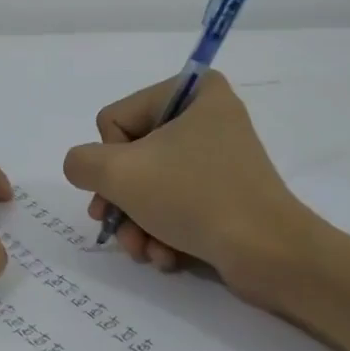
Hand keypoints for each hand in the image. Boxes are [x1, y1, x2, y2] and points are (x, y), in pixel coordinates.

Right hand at [62, 71, 315, 301]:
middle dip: (120, 201)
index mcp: (194, 93)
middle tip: (117, 228)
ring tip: (143, 250)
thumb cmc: (193, 198)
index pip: (116, 120)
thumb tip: (83, 169)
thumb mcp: (119, 174)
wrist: (269, 254)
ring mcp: (217, 160)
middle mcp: (207, 119)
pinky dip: (162, 233)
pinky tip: (164, 257)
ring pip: (149, 187)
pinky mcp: (224, 196)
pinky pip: (175, 207)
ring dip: (137, 223)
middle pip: (130, 157)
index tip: (124, 185)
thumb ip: (81, 162)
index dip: (111, 159)